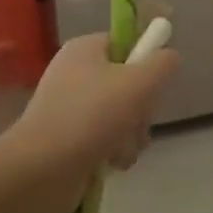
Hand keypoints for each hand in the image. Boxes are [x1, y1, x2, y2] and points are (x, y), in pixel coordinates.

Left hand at [0, 32, 179, 211]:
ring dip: (132, 134)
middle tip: (138, 121)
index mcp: (84, 50)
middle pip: (127, 82)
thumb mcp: (138, 83)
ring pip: (121, 115)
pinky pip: (106, 139)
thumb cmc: (92, 116)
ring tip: (123, 149)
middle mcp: (75, 74)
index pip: (124, 43)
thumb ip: (162, 64)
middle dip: (141, 108)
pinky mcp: (69, 140)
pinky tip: (113, 163)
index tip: (154, 83)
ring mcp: (70, 109)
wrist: (42, 169)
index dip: (144, 61)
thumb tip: (170, 56)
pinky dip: (115, 151)